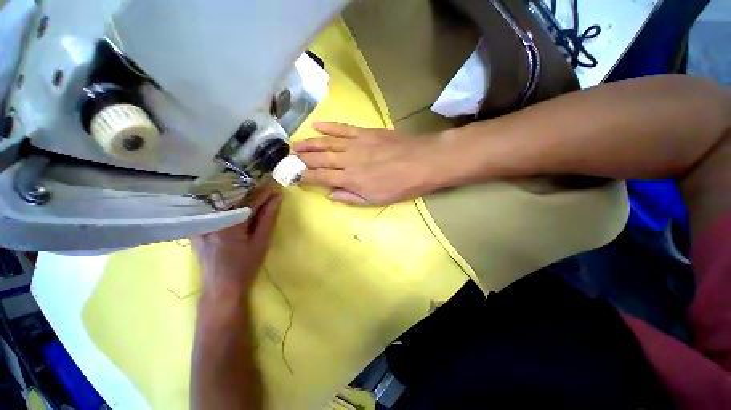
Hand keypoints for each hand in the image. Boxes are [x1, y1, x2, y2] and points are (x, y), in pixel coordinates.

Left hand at [191, 184, 281, 299]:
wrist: (221, 287)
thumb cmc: (245, 266)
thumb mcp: (261, 242)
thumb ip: (268, 217)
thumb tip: (277, 197)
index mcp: (228, 225)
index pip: (248, 200)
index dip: (263, 191)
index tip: (274, 184)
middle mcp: (210, 220)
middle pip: (232, 197)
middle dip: (250, 190)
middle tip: (265, 187)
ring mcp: (200, 223)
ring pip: (221, 201)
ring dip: (238, 195)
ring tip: (252, 192)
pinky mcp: (196, 227)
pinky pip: (212, 208)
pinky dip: (226, 203)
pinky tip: (234, 203)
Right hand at [293, 122, 447, 204]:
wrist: (423, 162)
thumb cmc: (401, 186)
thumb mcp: (377, 200)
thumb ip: (351, 197)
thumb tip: (330, 194)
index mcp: (351, 179)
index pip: (320, 177)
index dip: (305, 176)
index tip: (292, 175)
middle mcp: (348, 160)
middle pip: (320, 159)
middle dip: (301, 159)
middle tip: (287, 158)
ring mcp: (356, 144)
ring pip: (327, 143)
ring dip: (310, 143)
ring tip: (295, 145)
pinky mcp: (365, 132)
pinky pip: (343, 128)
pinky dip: (329, 127)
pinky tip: (316, 126)